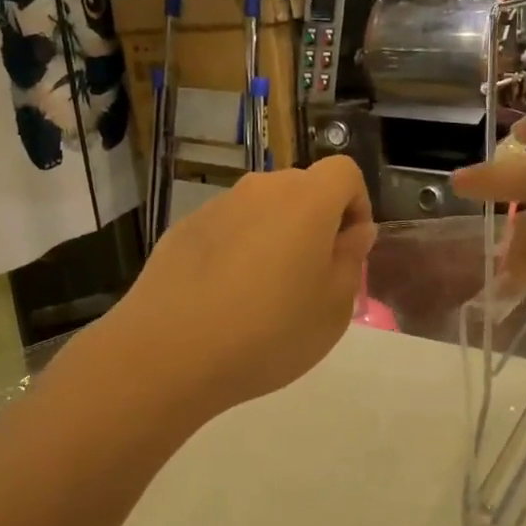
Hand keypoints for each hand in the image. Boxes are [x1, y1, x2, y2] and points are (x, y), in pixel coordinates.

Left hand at [113, 157, 374, 415]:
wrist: (168, 353)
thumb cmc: (270, 332)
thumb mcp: (334, 307)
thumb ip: (351, 259)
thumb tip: (354, 231)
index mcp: (306, 200)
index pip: (345, 173)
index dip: (357, 205)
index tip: (350, 249)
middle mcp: (260, 190)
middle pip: (302, 189)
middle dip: (316, 222)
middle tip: (312, 277)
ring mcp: (216, 207)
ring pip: (261, 210)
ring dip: (275, 236)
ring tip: (264, 293)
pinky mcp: (182, 230)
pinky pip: (226, 230)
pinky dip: (237, 250)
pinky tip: (224, 298)